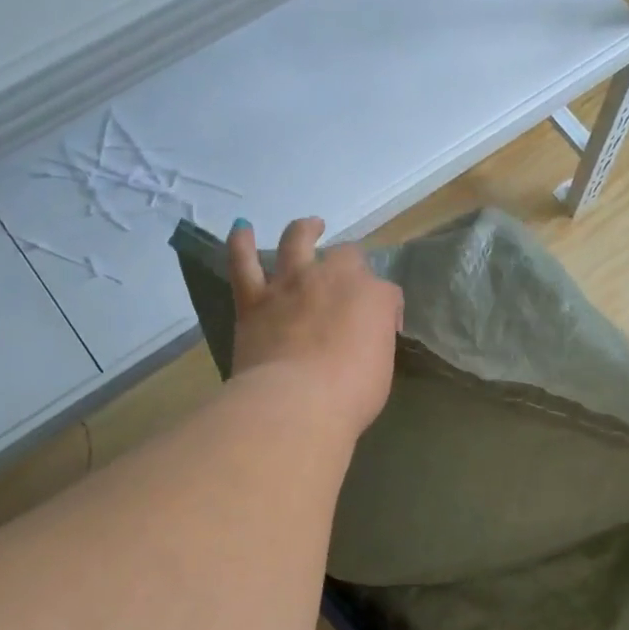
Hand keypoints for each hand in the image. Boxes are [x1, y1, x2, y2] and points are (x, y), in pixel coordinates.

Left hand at [228, 217, 403, 439]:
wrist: (297, 402)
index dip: (387, 309)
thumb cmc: (351, 396)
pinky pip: (243, 262)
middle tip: (347, 283)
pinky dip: (241, 243)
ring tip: (310, 227)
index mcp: (374, 297)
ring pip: (298, 241)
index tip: (384, 329)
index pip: (387, 293)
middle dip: (351, 266)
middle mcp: (334, 278)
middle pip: (347, 256)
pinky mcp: (255, 299)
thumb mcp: (382, 370)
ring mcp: (292, 284)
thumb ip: (374, 343)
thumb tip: (363, 339)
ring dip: (305, 231)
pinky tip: (242, 229)